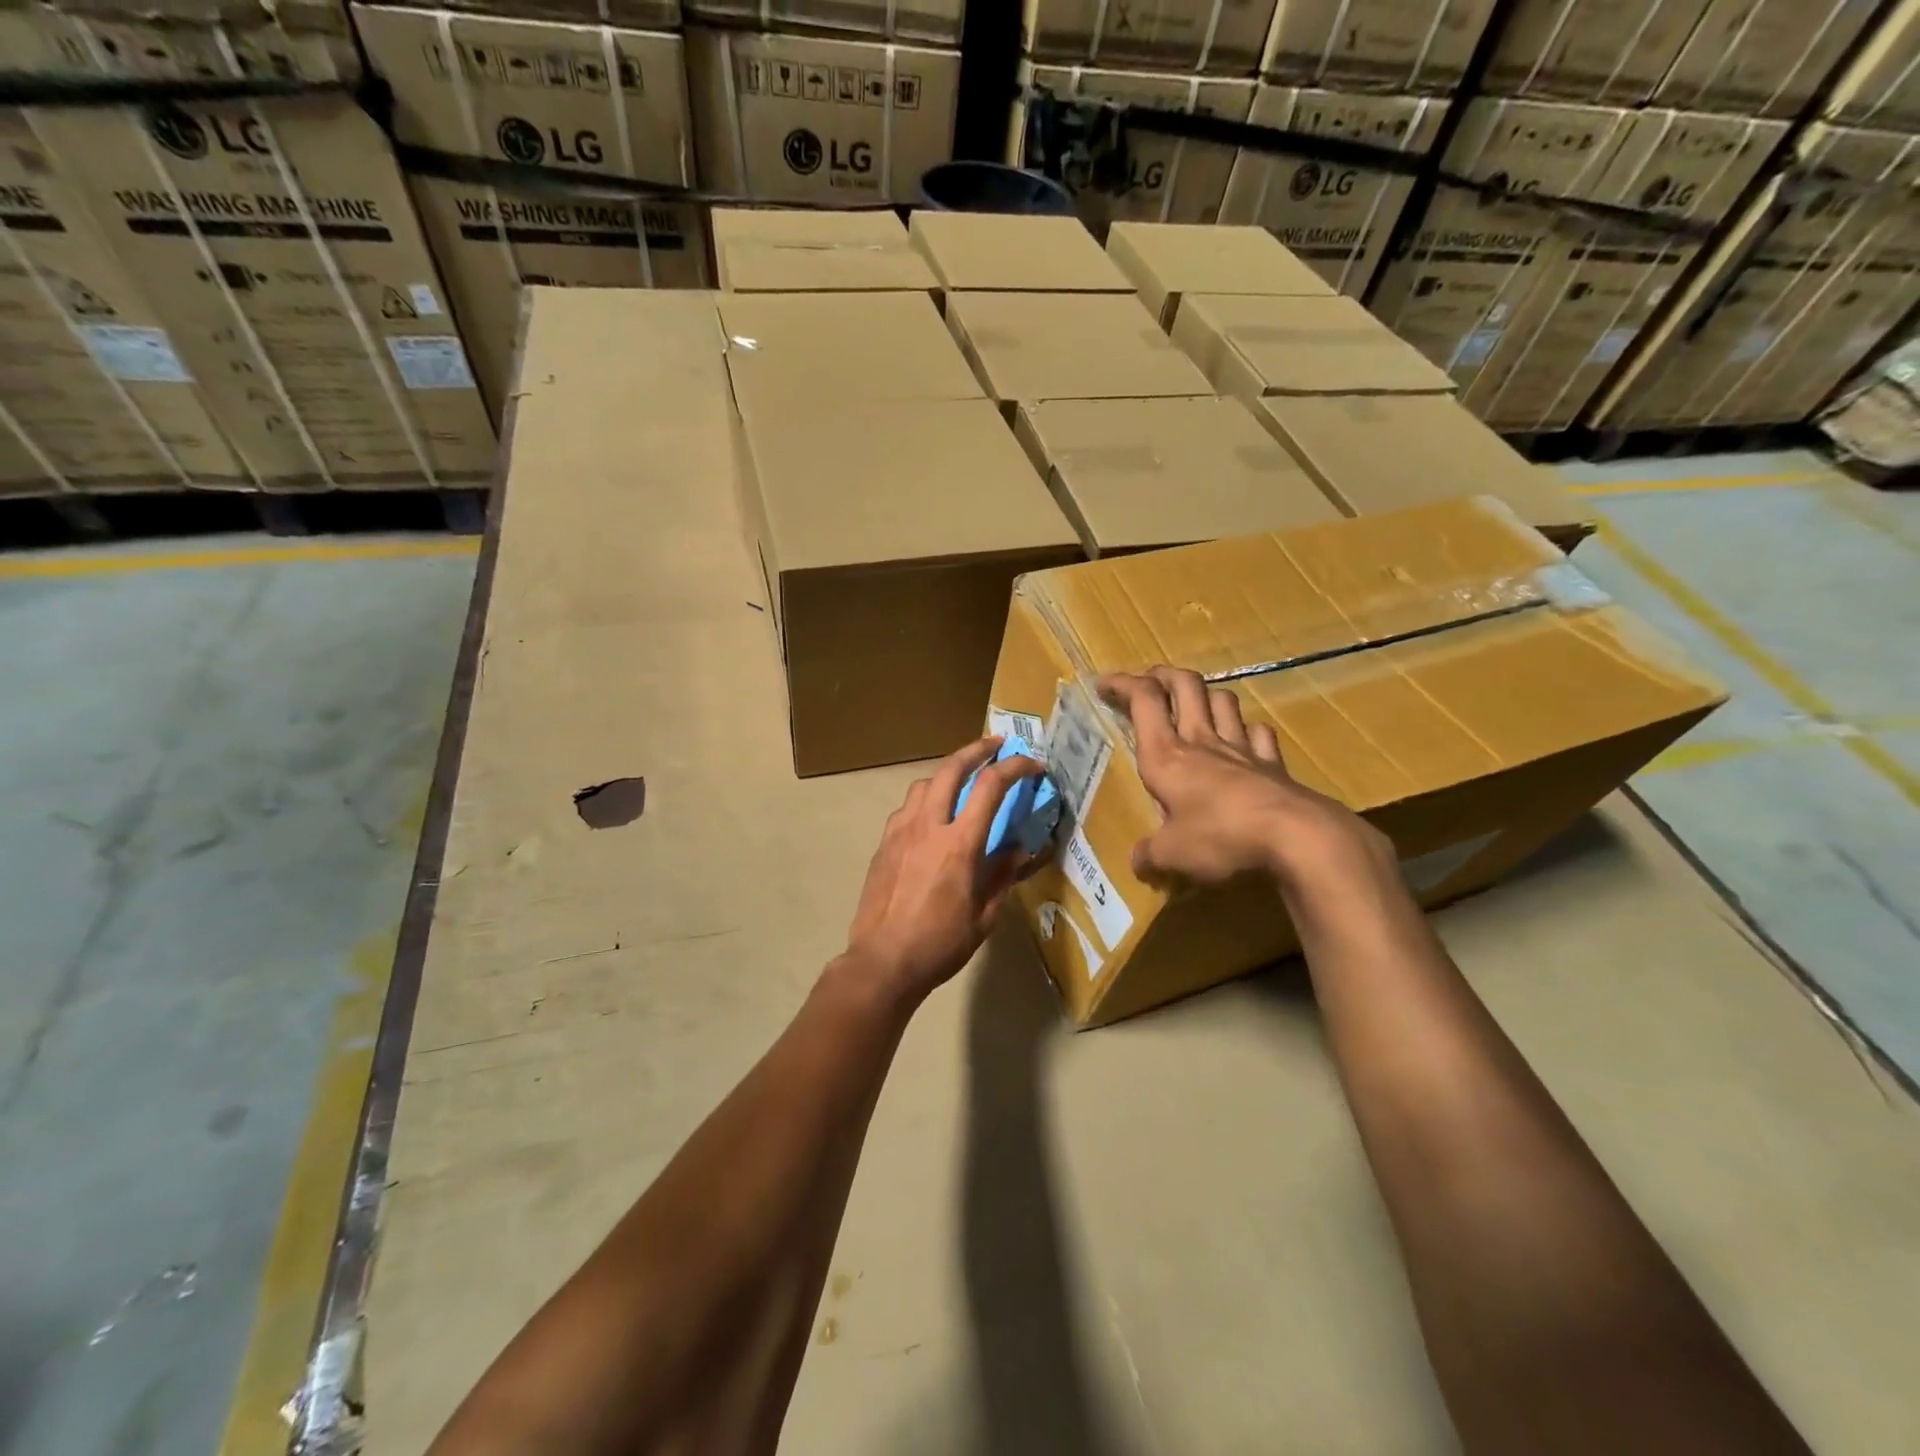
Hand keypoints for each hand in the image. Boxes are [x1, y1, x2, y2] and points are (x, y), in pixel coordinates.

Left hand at [842, 738, 1043, 1007]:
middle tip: (995, 745)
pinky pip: (907, 807)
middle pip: (951, 768)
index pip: (991, 787)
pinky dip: (925, 799)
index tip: (1032, 764)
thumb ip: (1002, 876)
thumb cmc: (940, 944)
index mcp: (959, 844)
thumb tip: (1019, 850)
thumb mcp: (984, 916)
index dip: (1015, 767)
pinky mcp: (883, 843)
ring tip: (962, 780)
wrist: (882, 961)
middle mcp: (927, 826)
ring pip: (924, 783)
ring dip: (948, 773)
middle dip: (977, 749)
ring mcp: (900, 831)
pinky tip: (932, 816)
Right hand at [1098, 667, 1387, 887]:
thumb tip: (1137, 861)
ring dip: (1206, 695)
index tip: (1104, 684)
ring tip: (1195, 705)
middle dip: (1164, 675)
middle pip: (1185, 685)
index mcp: (1166, 755)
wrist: (1296, 838)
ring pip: (1223, 701)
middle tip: (1150, 680)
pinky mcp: (1273, 765)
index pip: (1143, 701)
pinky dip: (1248, 731)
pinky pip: (1259, 734)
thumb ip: (1150, 854)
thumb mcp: (1172, 854)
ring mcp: (1241, 749)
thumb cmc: (1220, 837)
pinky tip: (1244, 740)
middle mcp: (1202, 741)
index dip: (1122, 684)